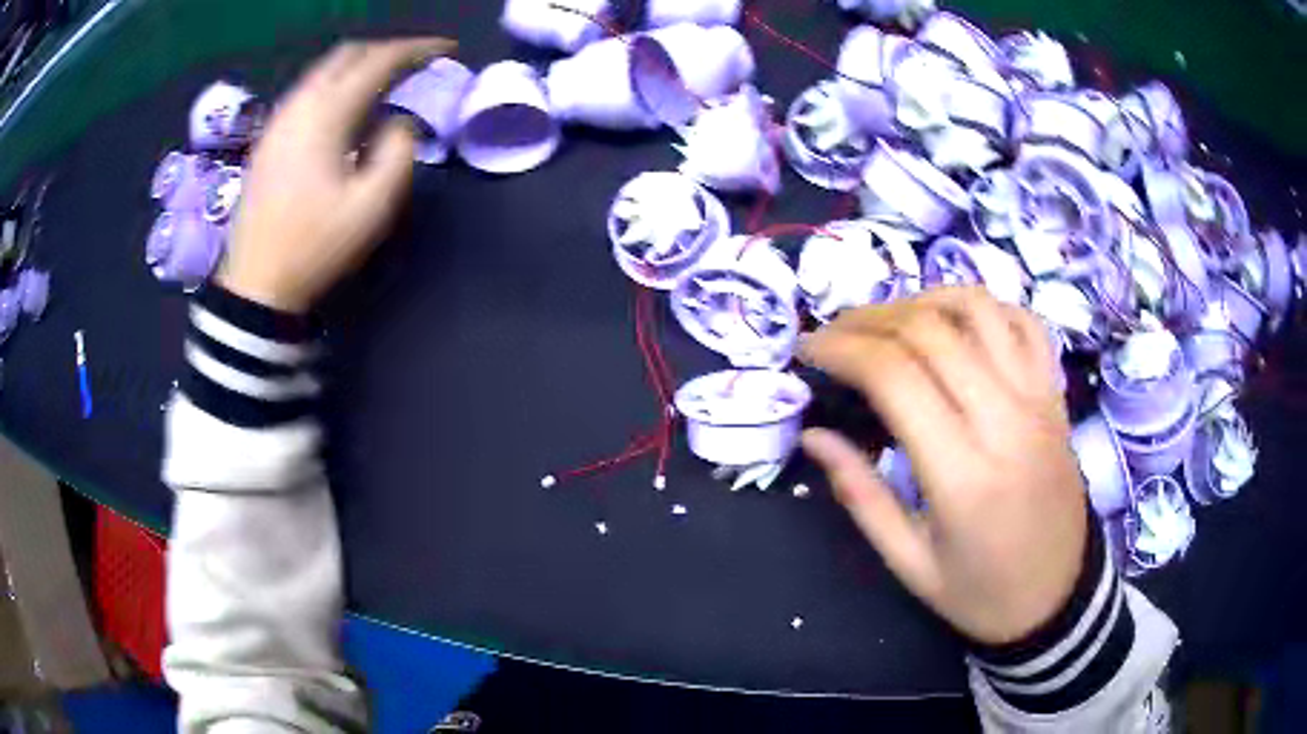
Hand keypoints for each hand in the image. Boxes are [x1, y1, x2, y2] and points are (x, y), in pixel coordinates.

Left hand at [218, 38, 457, 312]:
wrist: (256, 282)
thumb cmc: (315, 246)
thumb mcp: (372, 207)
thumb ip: (398, 154)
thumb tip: (400, 124)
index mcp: (326, 115)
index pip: (378, 61)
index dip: (417, 49)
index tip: (447, 51)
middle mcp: (299, 105)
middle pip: (348, 54)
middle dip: (387, 51)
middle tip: (417, 63)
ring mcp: (279, 120)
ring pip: (324, 70)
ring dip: (360, 66)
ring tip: (388, 81)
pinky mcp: (269, 137)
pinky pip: (308, 91)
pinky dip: (337, 84)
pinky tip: (347, 107)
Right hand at [800, 287, 1086, 644]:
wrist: (1059, 595)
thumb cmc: (981, 592)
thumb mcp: (909, 564)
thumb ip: (861, 495)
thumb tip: (815, 436)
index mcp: (962, 474)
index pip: (896, 376)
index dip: (842, 349)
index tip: (808, 350)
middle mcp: (1004, 421)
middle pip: (930, 331)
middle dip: (868, 319)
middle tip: (834, 333)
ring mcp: (1037, 399)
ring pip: (978, 309)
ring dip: (922, 300)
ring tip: (888, 320)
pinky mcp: (1054, 394)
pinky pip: (1023, 322)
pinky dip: (982, 307)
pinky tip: (954, 322)